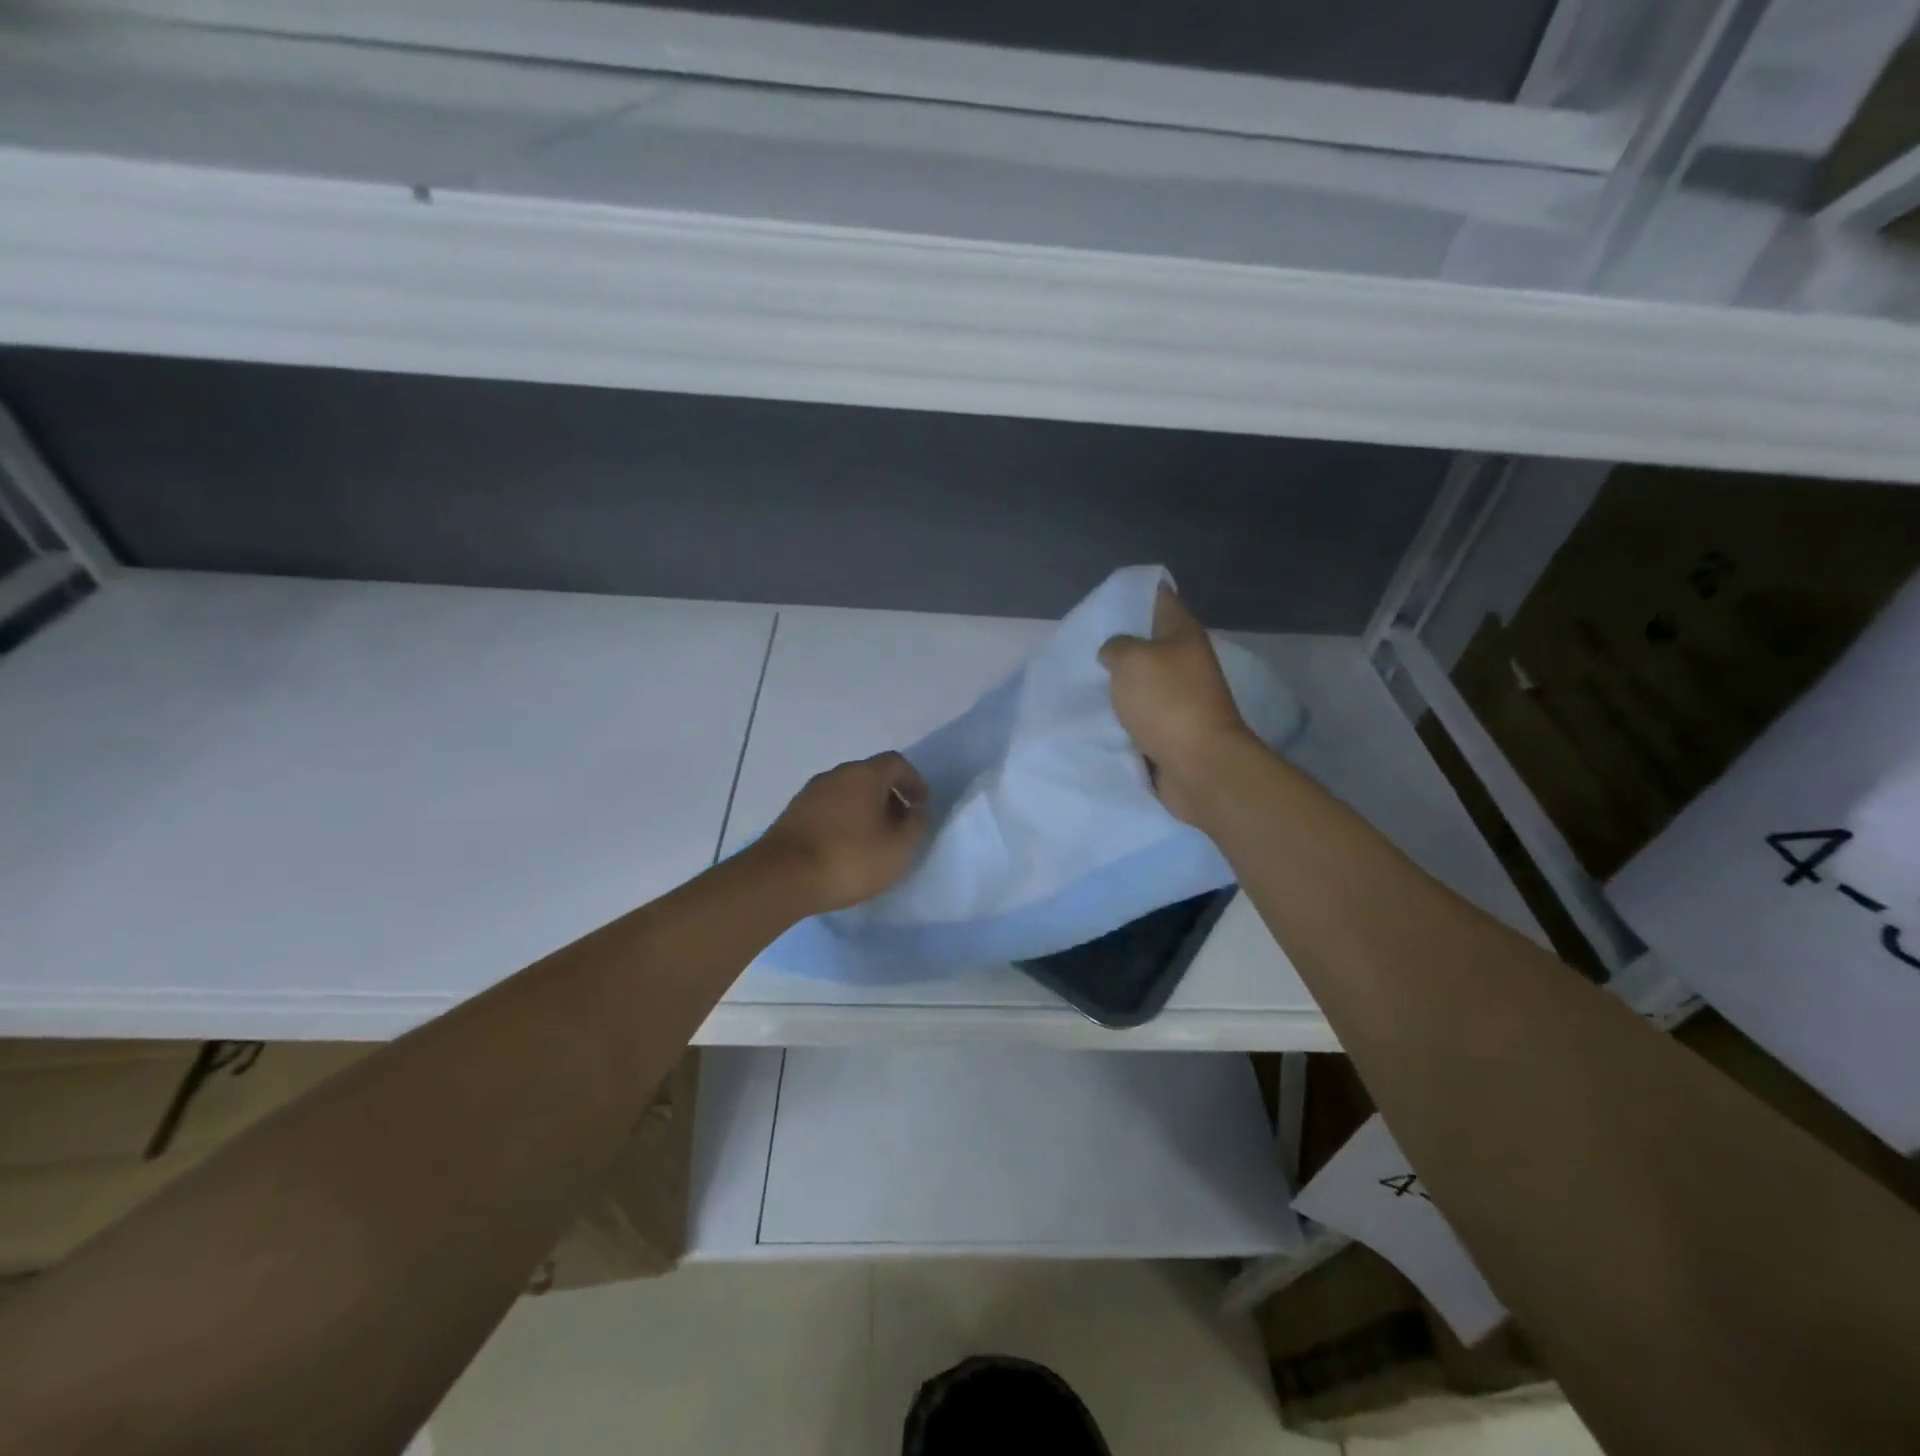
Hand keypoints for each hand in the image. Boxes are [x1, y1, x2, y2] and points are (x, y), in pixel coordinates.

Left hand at [757, 752, 929, 912]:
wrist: (781, 878)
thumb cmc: (849, 859)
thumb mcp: (898, 848)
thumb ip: (916, 825)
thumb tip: (916, 811)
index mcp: (864, 775)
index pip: (896, 763)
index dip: (913, 781)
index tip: (921, 806)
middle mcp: (835, 775)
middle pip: (870, 776)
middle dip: (889, 796)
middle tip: (900, 825)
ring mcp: (809, 793)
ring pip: (847, 793)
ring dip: (865, 809)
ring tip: (873, 840)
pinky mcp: (792, 814)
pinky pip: (828, 809)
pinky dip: (843, 820)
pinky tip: (845, 848)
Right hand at [1098, 584, 1257, 824]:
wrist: (1198, 764)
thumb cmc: (1167, 701)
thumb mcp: (1131, 659)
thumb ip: (1116, 647)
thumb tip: (1114, 652)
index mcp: (1182, 634)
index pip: (1161, 599)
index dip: (1138, 593)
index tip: (1108, 596)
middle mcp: (1186, 661)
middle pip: (1151, 641)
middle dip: (1121, 641)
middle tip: (1086, 640)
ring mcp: (1182, 696)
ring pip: (1144, 679)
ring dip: (1121, 680)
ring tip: (1086, 677)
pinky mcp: (1173, 728)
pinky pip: (1142, 712)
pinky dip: (1124, 712)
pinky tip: (1099, 711)